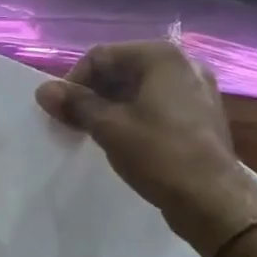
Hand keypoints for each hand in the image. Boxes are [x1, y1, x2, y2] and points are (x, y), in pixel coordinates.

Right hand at [36, 41, 256, 256]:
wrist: (213, 199)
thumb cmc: (158, 154)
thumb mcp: (109, 127)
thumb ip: (75, 104)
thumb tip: (43, 90)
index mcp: (162, 57)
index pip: (102, 56)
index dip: (74, 81)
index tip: (59, 111)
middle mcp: (183, 64)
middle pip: (122, 69)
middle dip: (92, 93)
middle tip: (71, 123)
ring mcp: (196, 89)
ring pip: (139, 89)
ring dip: (110, 106)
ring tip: (91, 133)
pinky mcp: (200, 114)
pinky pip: (157, 104)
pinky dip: (133, 115)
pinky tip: (121, 140)